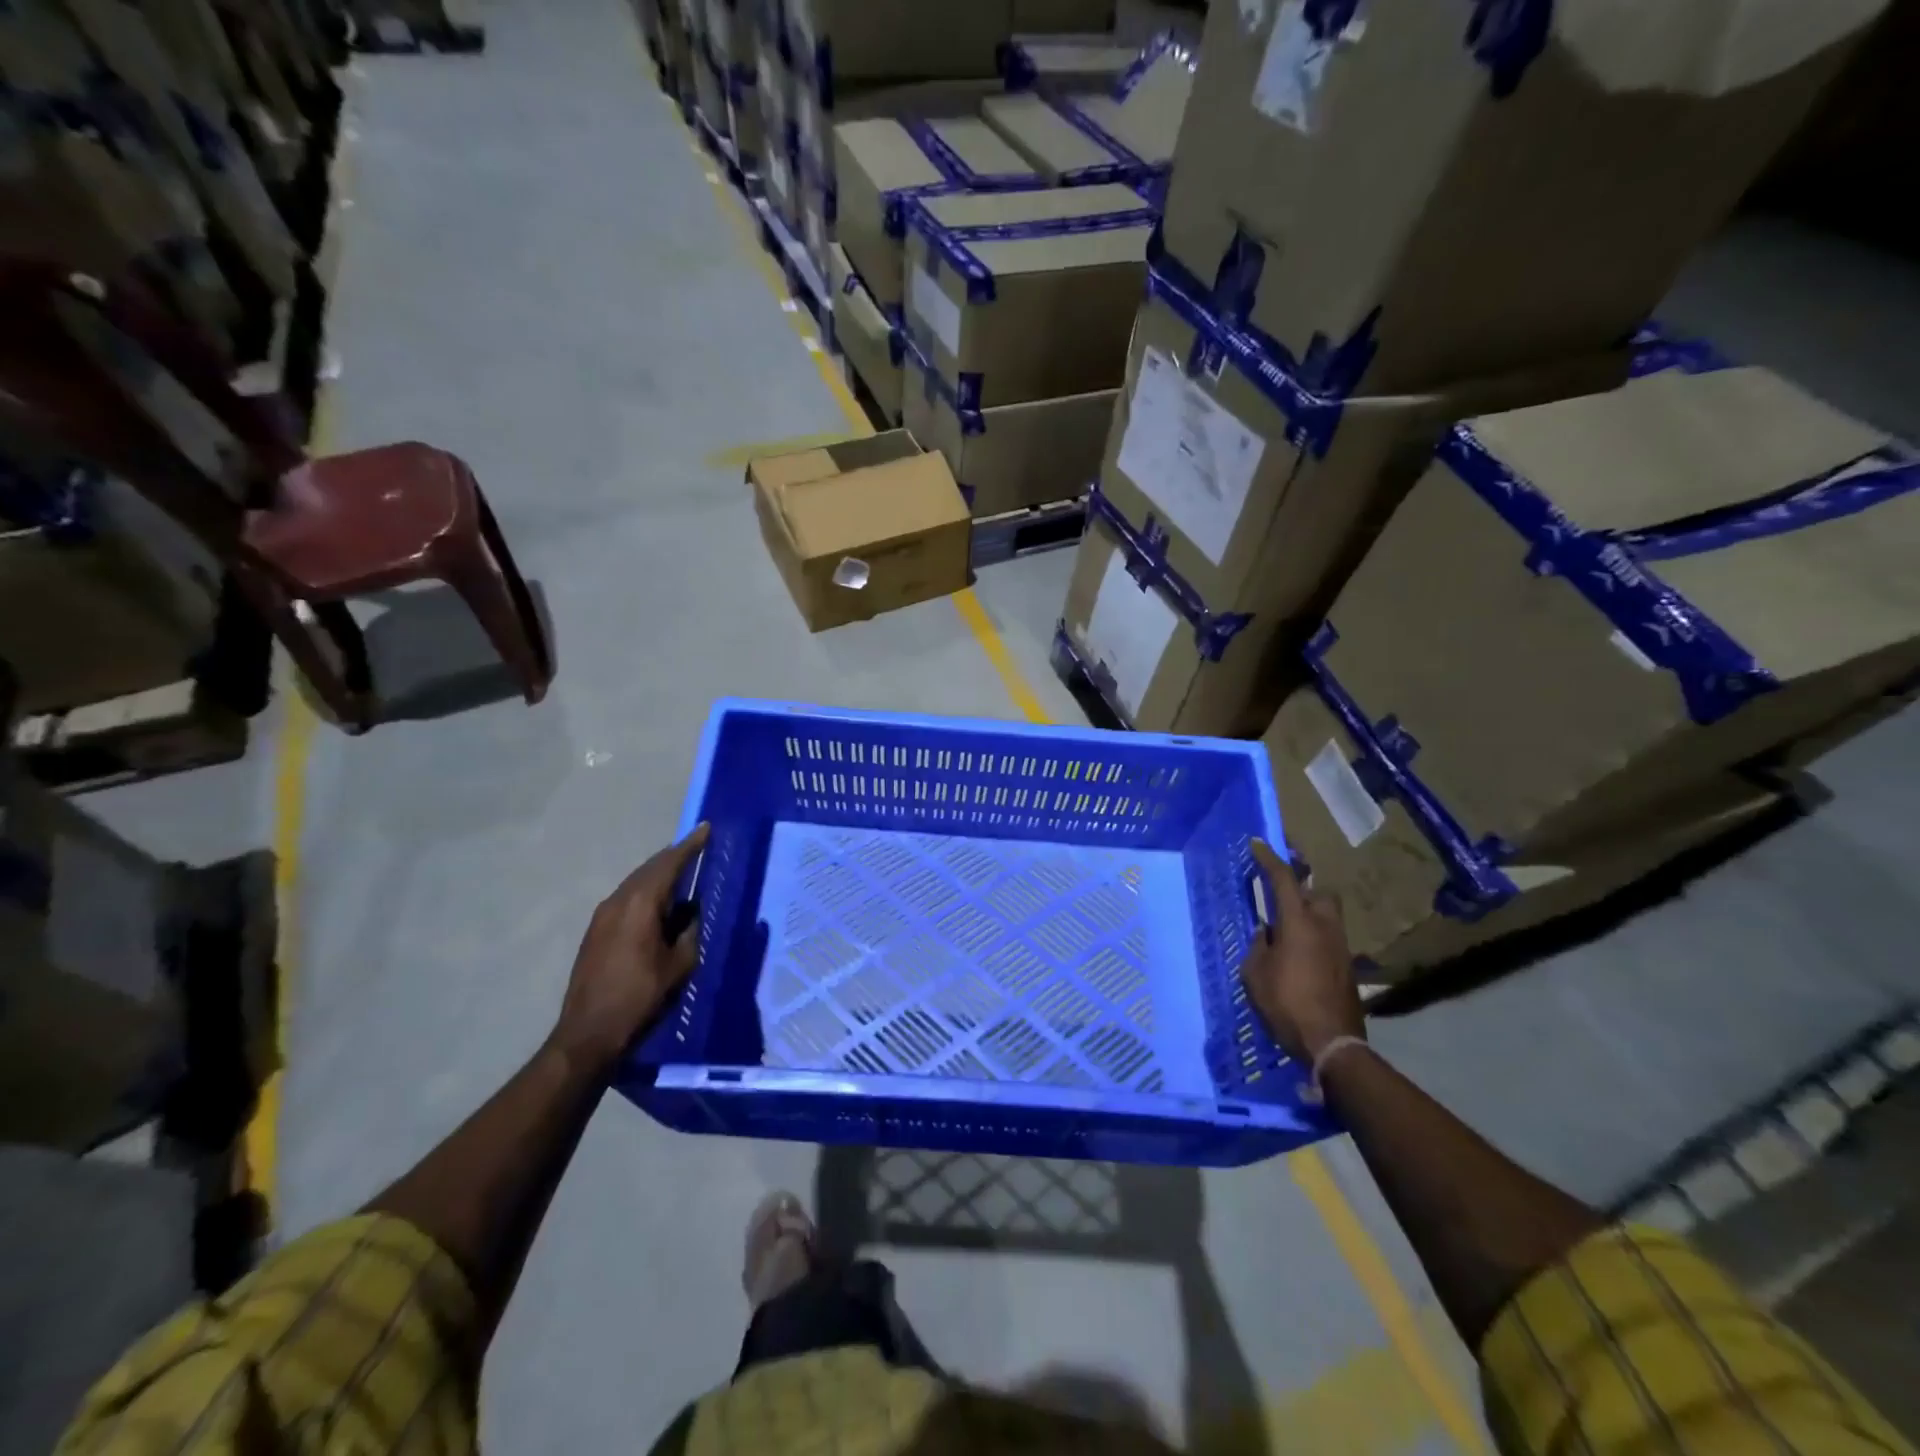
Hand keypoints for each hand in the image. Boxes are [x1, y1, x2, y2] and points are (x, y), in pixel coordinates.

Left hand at [551, 823, 708, 1074]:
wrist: (588, 1034)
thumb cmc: (640, 997)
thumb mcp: (679, 965)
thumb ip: (689, 931)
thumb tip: (691, 912)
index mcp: (641, 904)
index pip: (669, 864)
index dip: (690, 846)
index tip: (706, 828)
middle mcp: (618, 901)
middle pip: (650, 868)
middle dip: (674, 856)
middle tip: (697, 847)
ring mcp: (602, 916)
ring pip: (636, 882)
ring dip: (659, 874)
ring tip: (682, 873)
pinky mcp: (595, 932)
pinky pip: (626, 898)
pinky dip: (646, 892)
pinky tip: (659, 903)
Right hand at [1239, 839, 1364, 1062]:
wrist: (1332, 1043)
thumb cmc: (1286, 1003)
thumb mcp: (1256, 974)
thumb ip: (1259, 946)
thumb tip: (1266, 933)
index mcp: (1299, 923)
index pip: (1284, 879)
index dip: (1270, 859)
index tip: (1258, 844)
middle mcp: (1325, 928)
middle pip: (1320, 893)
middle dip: (1304, 887)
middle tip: (1283, 894)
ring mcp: (1341, 948)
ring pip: (1328, 917)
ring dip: (1310, 914)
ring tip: (1288, 928)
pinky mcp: (1348, 969)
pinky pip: (1330, 940)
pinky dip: (1315, 938)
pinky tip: (1299, 955)